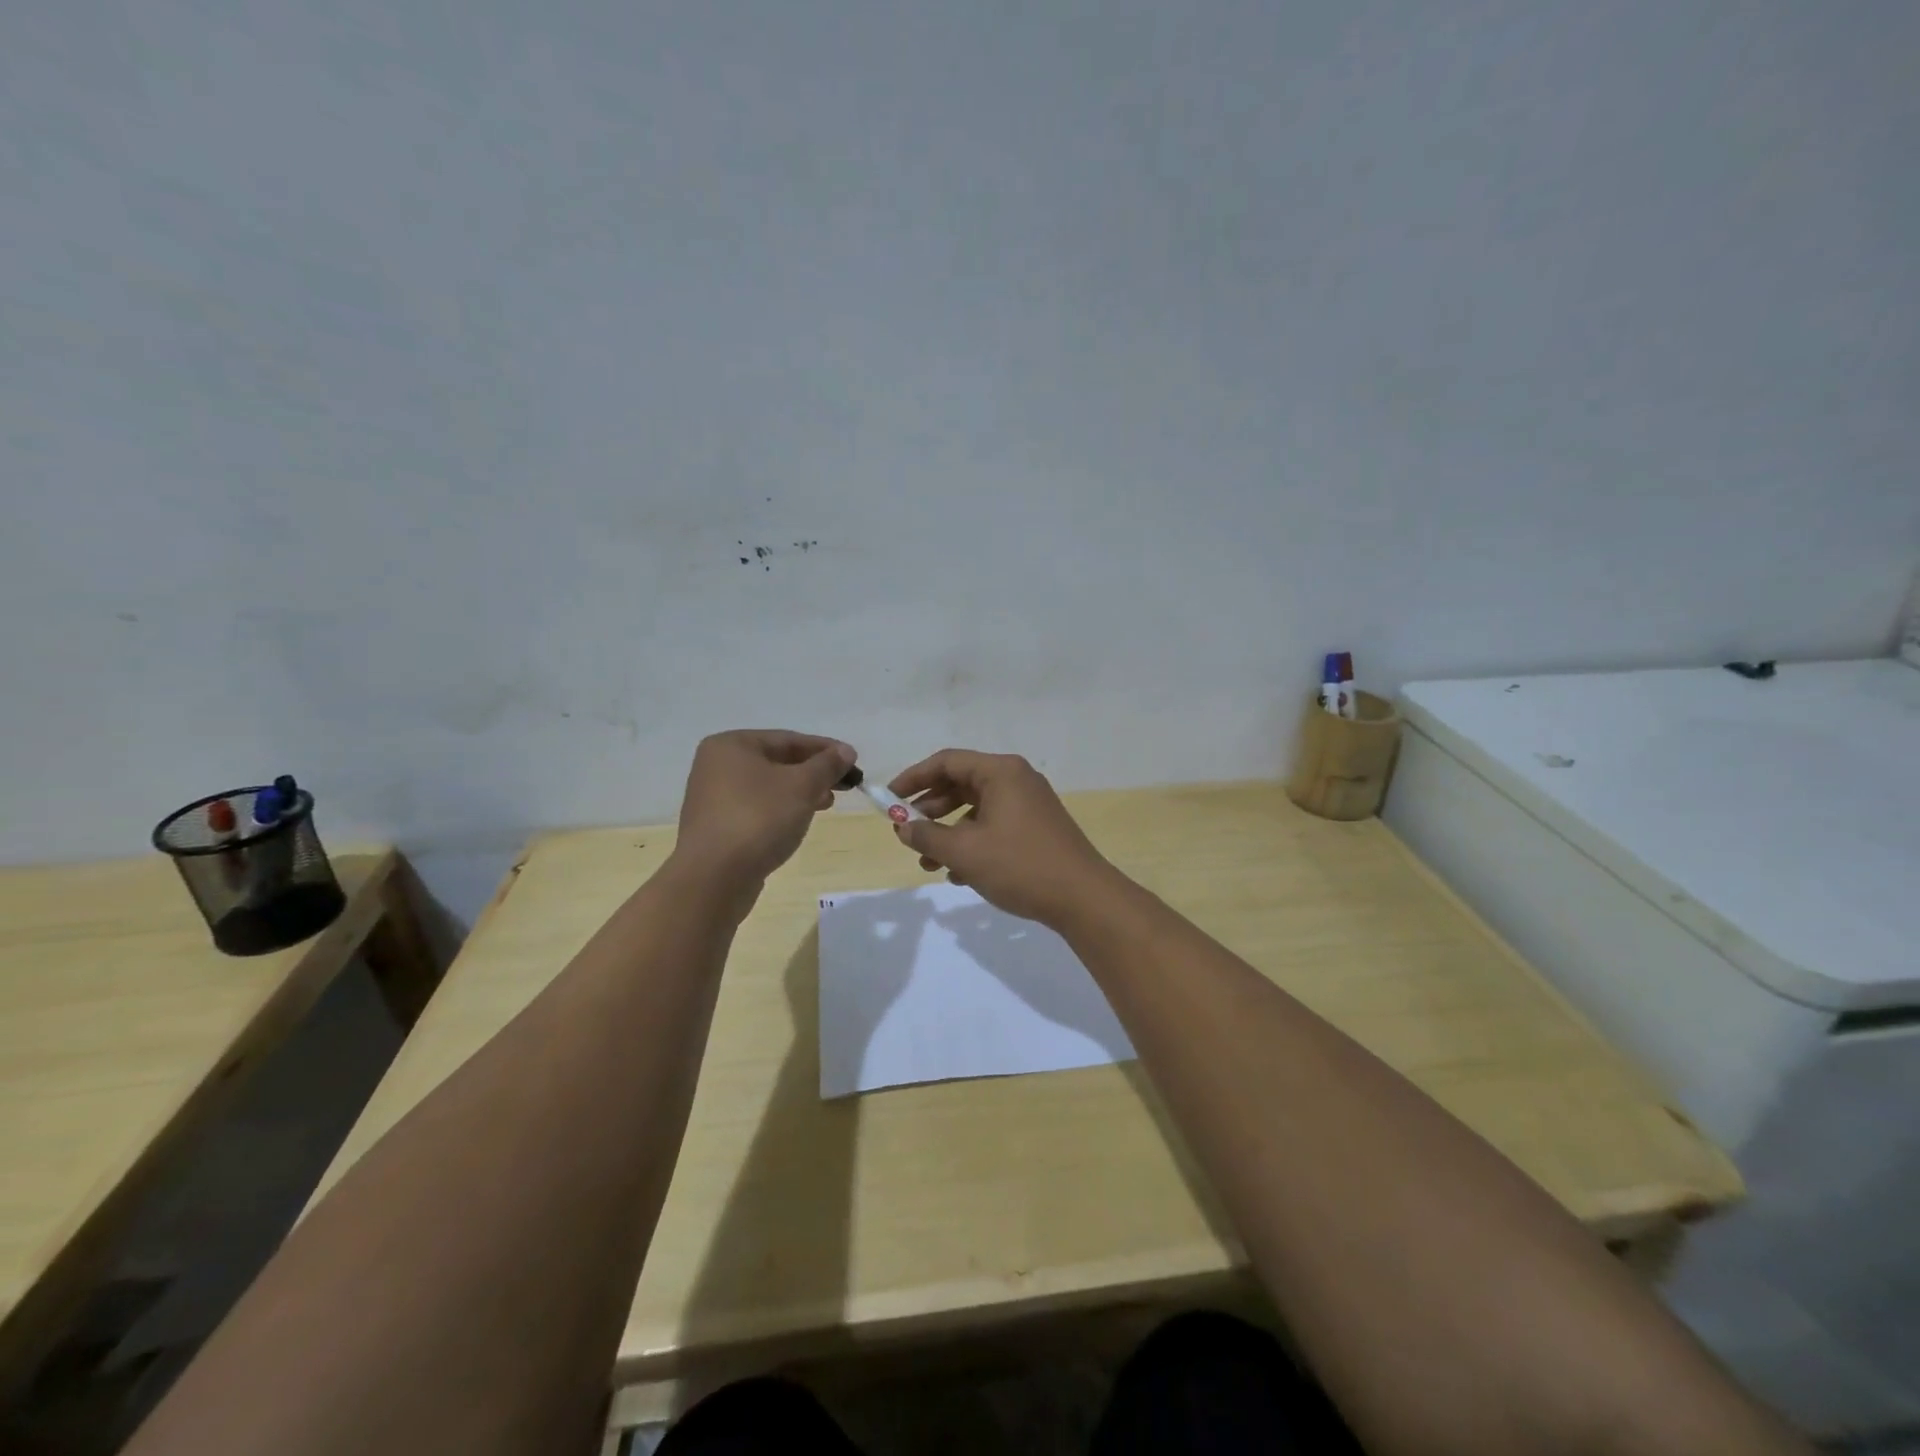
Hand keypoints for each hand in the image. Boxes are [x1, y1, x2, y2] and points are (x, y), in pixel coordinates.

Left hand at [674, 730, 855, 888]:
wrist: (714, 877)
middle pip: (777, 761)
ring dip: (801, 792)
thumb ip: (826, 765)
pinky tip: (800, 821)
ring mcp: (714, 798)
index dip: (825, 749)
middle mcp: (717, 766)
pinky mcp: (718, 826)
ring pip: (769, 787)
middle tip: (845, 785)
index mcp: (732, 745)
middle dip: (813, 772)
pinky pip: (758, 808)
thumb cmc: (759, 818)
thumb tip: (846, 751)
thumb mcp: (801, 786)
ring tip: (827, 804)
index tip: (853, 760)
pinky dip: (782, 809)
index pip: (788, 739)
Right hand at [888, 749, 1120, 927]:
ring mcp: (1029, 805)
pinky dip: (972, 843)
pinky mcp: (1036, 829)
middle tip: (906, 831)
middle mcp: (1016, 780)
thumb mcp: (965, 851)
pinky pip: (993, 826)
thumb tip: (903, 827)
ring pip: (976, 810)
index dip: (913, 778)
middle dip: (929, 809)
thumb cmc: (1020, 865)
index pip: (947, 762)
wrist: (1083, 898)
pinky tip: (958, 874)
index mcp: (1001, 772)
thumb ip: (928, 836)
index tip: (889, 799)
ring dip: (948, 832)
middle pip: (961, 784)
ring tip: (927, 862)